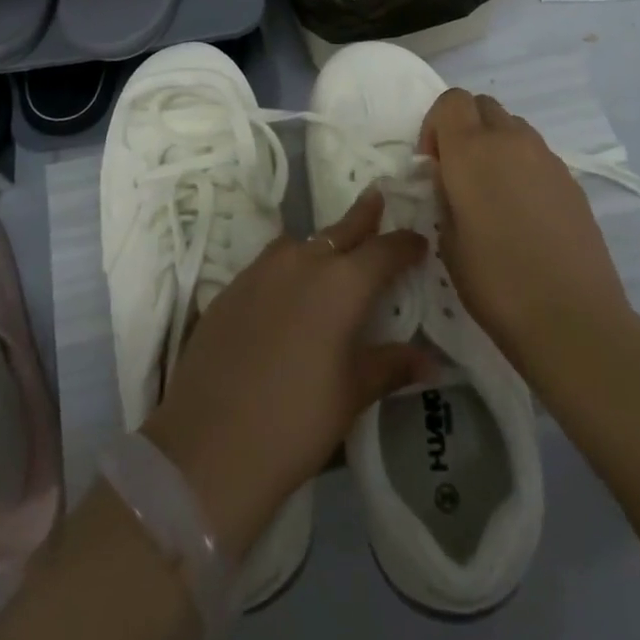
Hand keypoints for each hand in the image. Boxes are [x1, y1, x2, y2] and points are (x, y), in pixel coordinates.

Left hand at [141, 191, 429, 554]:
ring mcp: (262, 270)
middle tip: (378, 197)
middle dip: (364, 217)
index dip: (405, 245)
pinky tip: (289, 287)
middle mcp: (303, 262)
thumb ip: (390, 366)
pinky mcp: (232, 286)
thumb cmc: (296, 421)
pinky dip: (290, 265)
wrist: (209, 442)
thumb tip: (430, 362)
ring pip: (302, 242)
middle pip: (341, 230)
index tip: (419, 242)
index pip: (384, 251)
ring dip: (323, 242)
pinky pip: (271, 262)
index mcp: (342, 283)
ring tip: (335, 249)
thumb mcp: (352, 394)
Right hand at [421, 89, 639, 379]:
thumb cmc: (496, 282)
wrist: (572, 319)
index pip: (451, 100)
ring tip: (493, 191)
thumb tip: (449, 178)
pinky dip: (522, 166)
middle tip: (459, 172)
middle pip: (483, 105)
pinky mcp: (572, 181)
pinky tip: (522, 212)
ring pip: (513, 127)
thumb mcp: (447, 239)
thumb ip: (444, 194)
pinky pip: (537, 155)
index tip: (434, 162)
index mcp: (471, 150)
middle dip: (465, 127)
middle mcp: (510, 141)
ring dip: (495, 144)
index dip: (436, 124)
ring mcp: (547, 158)